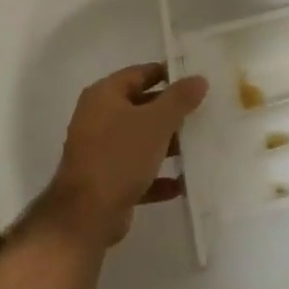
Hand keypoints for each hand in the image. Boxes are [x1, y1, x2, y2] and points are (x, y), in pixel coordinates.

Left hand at [38, 64, 208, 249]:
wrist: (86, 215)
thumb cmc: (120, 156)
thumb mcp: (156, 122)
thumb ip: (179, 99)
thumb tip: (199, 78)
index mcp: (104, 95)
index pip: (139, 74)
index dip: (167, 74)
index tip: (195, 79)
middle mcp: (98, 118)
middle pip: (140, 107)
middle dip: (170, 112)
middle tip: (202, 113)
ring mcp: (100, 151)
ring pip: (140, 140)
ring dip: (166, 145)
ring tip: (197, 147)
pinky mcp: (105, 181)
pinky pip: (137, 171)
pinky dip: (157, 176)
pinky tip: (181, 184)